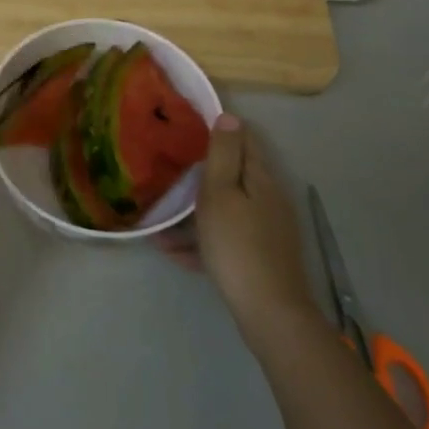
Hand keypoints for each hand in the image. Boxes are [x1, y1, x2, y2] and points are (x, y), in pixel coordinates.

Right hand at [185, 116, 319, 341]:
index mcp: (261, 179)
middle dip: (203, 172)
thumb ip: (223, 155)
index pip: (245, 140)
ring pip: (226, 210)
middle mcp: (269, 200)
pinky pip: (226, 239)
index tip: (189, 127)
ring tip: (159, 221)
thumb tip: (230, 115)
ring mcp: (266, 230)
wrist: (269, 313)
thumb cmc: (238, 245)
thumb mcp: (221, 194)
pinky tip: (173, 252)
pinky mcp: (260, 258)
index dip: (220, 130)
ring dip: (195, 211)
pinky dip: (202, 241)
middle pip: (234, 176)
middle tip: (169, 171)